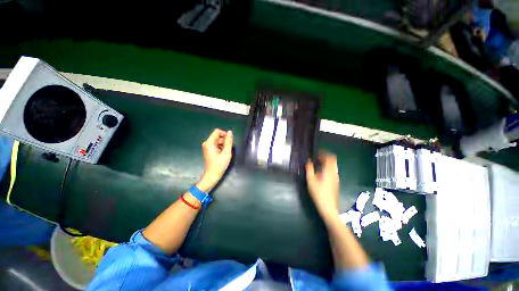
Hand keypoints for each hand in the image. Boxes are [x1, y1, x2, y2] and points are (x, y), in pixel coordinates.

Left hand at [197, 128, 232, 191]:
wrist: (212, 176)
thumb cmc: (219, 164)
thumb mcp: (226, 152)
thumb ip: (229, 141)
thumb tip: (230, 132)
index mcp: (209, 142)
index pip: (217, 131)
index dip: (225, 134)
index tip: (230, 141)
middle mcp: (207, 143)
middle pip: (218, 136)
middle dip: (225, 141)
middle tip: (229, 149)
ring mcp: (207, 147)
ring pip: (218, 141)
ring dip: (224, 145)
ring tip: (226, 153)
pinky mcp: (209, 151)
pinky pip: (216, 145)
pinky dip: (221, 148)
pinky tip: (223, 154)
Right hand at [306, 153, 339, 220]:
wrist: (328, 207)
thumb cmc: (318, 193)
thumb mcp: (311, 180)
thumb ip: (309, 169)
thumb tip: (308, 161)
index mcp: (329, 171)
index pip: (330, 157)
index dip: (324, 153)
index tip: (316, 153)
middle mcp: (334, 173)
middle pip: (333, 161)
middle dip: (325, 157)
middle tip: (317, 158)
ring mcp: (336, 178)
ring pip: (333, 166)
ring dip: (327, 163)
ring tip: (318, 164)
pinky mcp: (336, 182)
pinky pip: (333, 171)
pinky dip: (328, 168)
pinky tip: (321, 173)